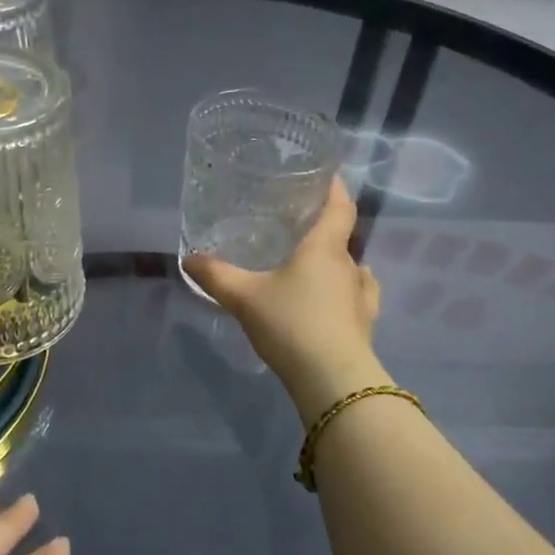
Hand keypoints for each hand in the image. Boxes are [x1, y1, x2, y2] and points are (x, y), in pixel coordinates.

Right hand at [183, 178, 390, 418]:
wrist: (331, 378)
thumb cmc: (290, 324)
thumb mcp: (244, 297)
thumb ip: (216, 276)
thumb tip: (189, 258)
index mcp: (324, 248)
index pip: (340, 207)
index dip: (336, 188)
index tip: (329, 176)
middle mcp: (349, 265)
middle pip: (342, 238)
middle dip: (324, 230)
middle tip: (298, 228)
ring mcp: (362, 296)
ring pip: (352, 268)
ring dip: (337, 264)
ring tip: (314, 266)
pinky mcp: (365, 324)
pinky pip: (359, 297)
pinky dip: (347, 292)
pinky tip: (336, 299)